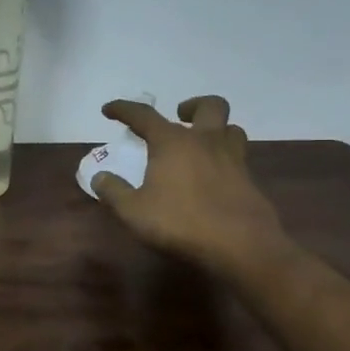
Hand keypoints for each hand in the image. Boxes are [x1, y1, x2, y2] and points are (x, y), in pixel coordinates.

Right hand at [90, 95, 290, 279]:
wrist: (240, 244)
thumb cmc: (180, 222)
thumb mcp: (134, 211)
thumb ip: (114, 192)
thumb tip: (99, 177)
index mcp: (172, 142)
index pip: (144, 115)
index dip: (123, 109)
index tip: (109, 109)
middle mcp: (205, 141)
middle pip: (209, 106)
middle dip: (192, 106)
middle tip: (180, 117)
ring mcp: (233, 159)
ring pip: (231, 129)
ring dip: (216, 129)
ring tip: (201, 145)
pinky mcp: (250, 181)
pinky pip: (239, 158)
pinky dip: (225, 159)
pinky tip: (215, 178)